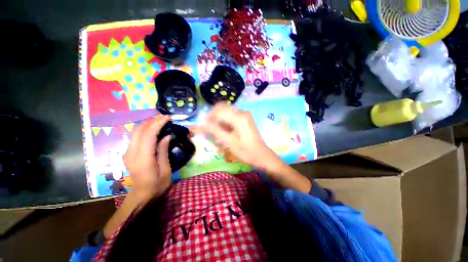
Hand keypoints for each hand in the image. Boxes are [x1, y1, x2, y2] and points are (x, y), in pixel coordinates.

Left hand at [123, 115, 171, 199]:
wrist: (141, 196)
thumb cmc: (157, 185)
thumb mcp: (165, 170)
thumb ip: (163, 152)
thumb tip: (166, 136)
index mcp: (143, 158)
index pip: (148, 135)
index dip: (157, 124)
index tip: (167, 117)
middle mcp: (132, 153)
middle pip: (139, 130)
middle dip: (152, 121)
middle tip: (164, 117)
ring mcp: (127, 153)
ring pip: (135, 132)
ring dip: (147, 123)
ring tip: (160, 120)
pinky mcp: (128, 153)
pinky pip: (135, 137)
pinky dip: (144, 129)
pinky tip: (152, 129)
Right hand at [199, 103, 281, 171]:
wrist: (261, 155)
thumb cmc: (246, 151)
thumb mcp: (229, 142)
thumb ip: (215, 131)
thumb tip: (202, 124)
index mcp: (239, 117)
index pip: (218, 111)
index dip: (208, 118)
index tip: (203, 127)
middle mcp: (242, 112)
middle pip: (222, 109)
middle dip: (213, 118)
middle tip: (209, 129)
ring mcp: (245, 115)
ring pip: (226, 112)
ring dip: (219, 120)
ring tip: (216, 132)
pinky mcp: (245, 119)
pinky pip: (232, 116)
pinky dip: (225, 122)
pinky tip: (224, 131)